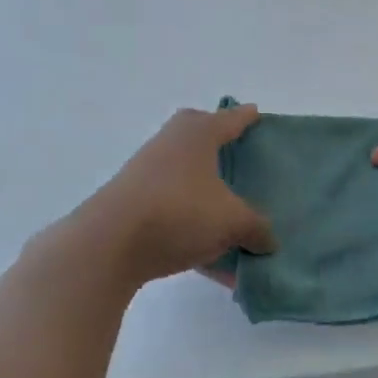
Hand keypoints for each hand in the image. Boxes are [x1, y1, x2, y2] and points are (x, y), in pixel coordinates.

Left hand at [64, 105, 275, 286]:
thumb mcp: (232, 221)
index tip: (255, 113)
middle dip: (218, 145)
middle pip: (197, 137)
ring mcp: (146, 176)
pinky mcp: (133, 207)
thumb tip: (268, 240)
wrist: (108, 244)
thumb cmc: (179, 212)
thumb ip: (256, 228)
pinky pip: (174, 214)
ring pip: (185, 178)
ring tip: (232, 215)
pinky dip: (195, 231)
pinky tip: (216, 264)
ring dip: (207, 194)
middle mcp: (169, 146)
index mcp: (197, 135)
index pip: (229, 119)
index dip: (245, 117)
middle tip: (238, 156)